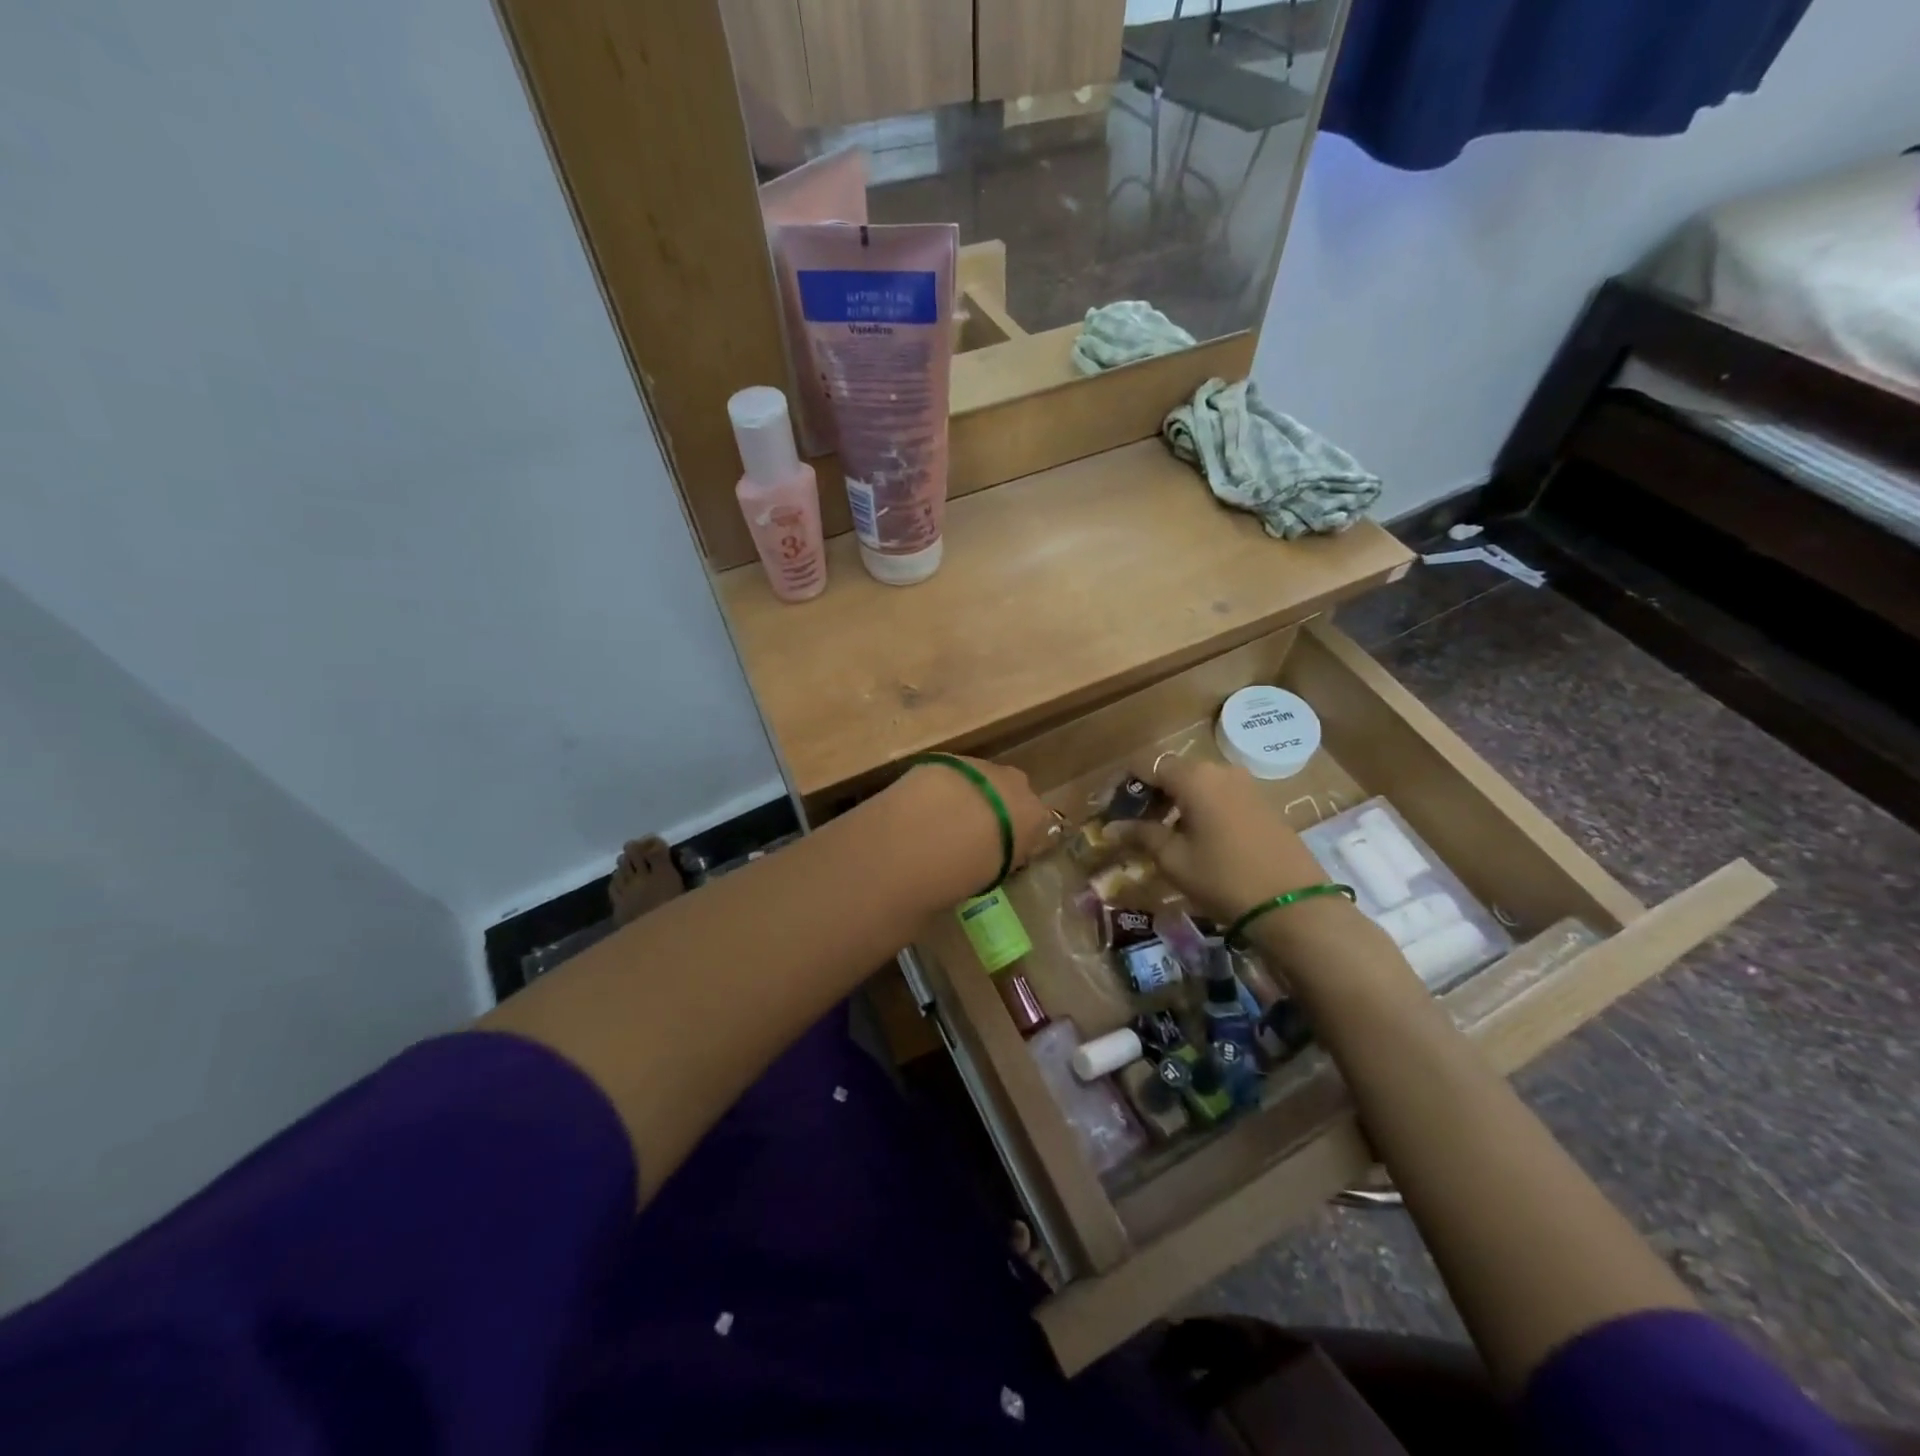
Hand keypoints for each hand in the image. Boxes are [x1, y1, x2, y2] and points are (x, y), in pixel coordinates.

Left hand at [886, 756, 1056, 904]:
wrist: (932, 827)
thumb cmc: (972, 866)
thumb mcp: (994, 873)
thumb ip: (1000, 858)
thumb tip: (990, 857)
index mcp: (1035, 817)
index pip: (1033, 826)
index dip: (1014, 837)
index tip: (996, 851)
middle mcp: (1017, 785)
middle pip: (1009, 795)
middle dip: (993, 808)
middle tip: (969, 833)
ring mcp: (983, 766)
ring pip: (980, 780)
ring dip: (967, 795)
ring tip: (941, 819)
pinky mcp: (949, 757)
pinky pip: (953, 774)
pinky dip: (943, 787)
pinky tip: (924, 804)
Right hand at [1107, 757, 1327, 923]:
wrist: (1293, 905)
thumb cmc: (1224, 878)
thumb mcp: (1174, 860)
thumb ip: (1141, 835)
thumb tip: (1111, 828)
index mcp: (1194, 778)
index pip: (1147, 765)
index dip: (1124, 783)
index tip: (1110, 807)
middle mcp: (1220, 770)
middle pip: (1173, 772)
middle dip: (1149, 794)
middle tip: (1132, 825)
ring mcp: (1245, 785)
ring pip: (1197, 784)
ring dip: (1174, 802)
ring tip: (1160, 834)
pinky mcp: (1261, 802)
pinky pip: (1219, 795)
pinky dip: (1198, 808)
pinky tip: (1194, 837)